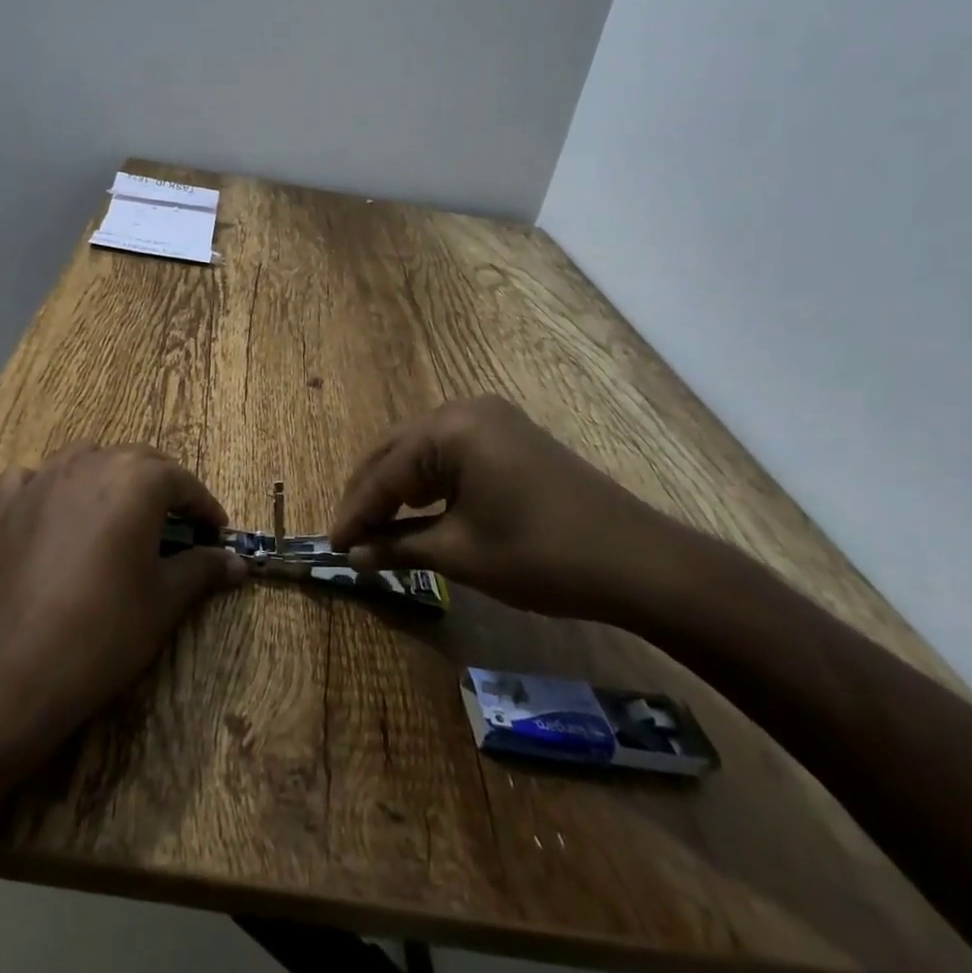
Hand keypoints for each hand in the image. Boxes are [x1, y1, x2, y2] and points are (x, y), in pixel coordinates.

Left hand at [0, 442, 247, 742]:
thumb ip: (202, 569)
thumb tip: (237, 562)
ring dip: (109, 476)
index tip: (216, 534)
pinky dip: (49, 485)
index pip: (183, 481)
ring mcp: (42, 480)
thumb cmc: (104, 630)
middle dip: (162, 486)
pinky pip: (32, 478)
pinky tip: (54, 511)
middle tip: (177, 524)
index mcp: (136, 480)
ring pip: (86, 457)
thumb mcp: (164, 600)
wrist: (11, 669)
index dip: (205, 507)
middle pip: (138, 460)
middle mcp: (91, 463)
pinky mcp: (4, 505)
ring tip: (119, 512)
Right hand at [329, 395, 691, 621]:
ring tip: (376, 525)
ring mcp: (492, 419)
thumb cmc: (541, 556)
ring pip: (422, 450)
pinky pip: (451, 452)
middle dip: (370, 494)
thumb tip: (355, 555)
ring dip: (397, 486)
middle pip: (397, 450)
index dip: (356, 512)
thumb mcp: (462, 553)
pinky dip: (428, 481)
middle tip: (349, 535)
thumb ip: (399, 547)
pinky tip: (419, 508)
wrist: (638, 562)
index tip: (332, 546)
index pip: (385, 471)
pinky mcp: (510, 436)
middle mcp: (465, 410)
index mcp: (450, 428)